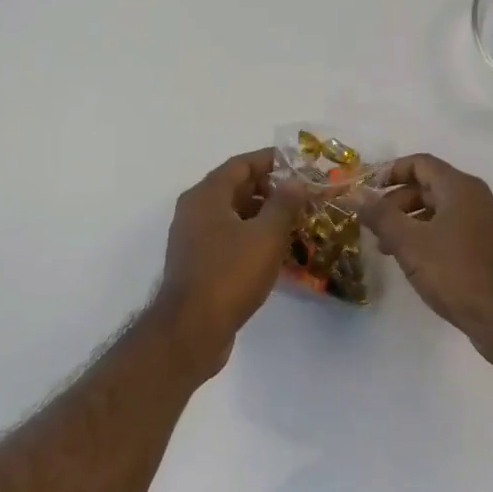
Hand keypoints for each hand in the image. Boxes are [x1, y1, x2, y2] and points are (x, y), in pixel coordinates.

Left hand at [155, 149, 300, 375]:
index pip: (241, 164)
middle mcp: (194, 210)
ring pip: (232, 215)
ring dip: (262, 215)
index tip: (298, 164)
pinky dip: (251, 237)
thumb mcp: (266, 236)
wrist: (191, 331)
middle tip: (301, 195)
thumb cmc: (229, 275)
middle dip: (269, 189)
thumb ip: (284, 204)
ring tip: (295, 222)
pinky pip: (228, 238)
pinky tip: (275, 251)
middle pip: (236, 188)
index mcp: (206, 195)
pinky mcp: (197, 264)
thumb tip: (296, 182)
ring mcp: (193, 238)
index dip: (270, 160)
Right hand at [358, 153, 492, 359]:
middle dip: (397, 202)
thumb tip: (355, 193)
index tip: (367, 191)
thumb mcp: (409, 243)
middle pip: (430, 185)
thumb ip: (380, 215)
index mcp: (461, 187)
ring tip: (388, 248)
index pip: (420, 163)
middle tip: (374, 225)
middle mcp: (478, 196)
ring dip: (412, 221)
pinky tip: (416, 260)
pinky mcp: (492, 245)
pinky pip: (455, 227)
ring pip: (442, 208)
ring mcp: (488, 221)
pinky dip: (431, 234)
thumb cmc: (455, 273)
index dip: (390, 172)